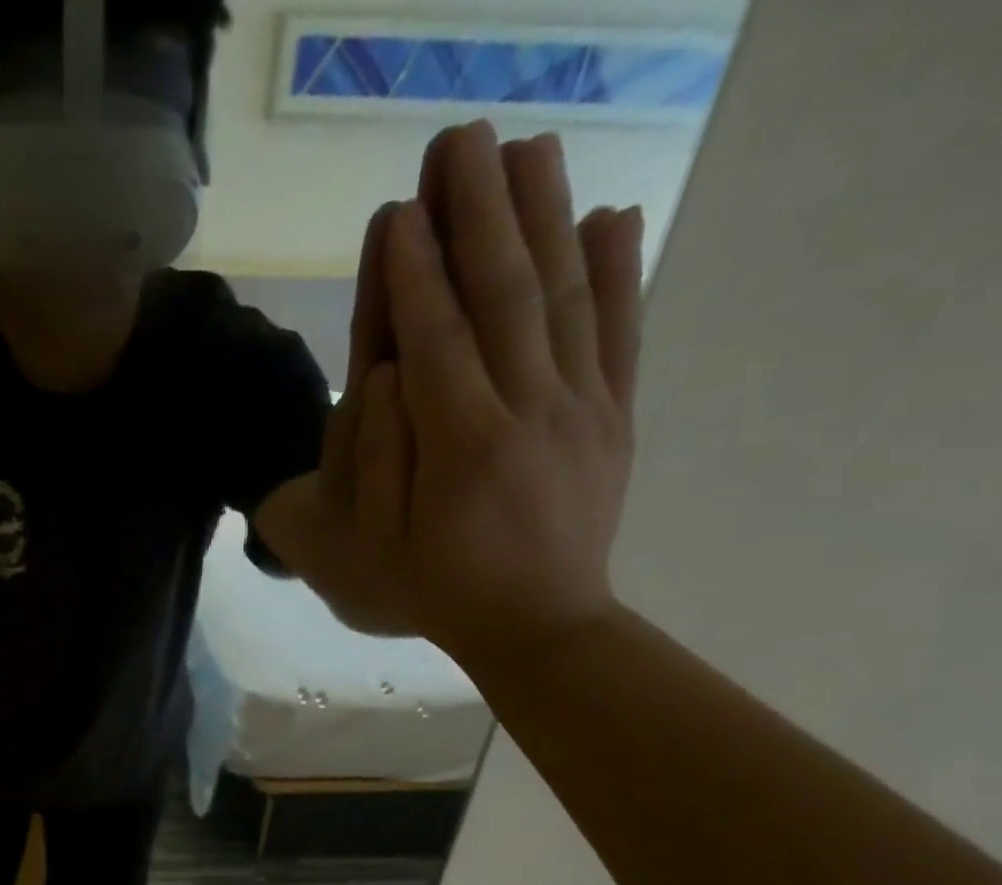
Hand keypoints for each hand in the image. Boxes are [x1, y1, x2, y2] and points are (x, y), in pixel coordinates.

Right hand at [339, 122, 645, 665]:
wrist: (537, 625)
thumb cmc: (438, 590)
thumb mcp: (381, 545)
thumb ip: (380, 457)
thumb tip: (387, 372)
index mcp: (464, 447)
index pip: (436, 340)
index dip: (415, 272)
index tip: (401, 208)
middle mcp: (530, 412)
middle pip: (505, 297)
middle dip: (478, 215)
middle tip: (460, 143)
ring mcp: (583, 411)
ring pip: (567, 298)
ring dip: (545, 218)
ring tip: (528, 151)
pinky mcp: (615, 419)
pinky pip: (622, 335)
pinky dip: (620, 273)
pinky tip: (612, 217)